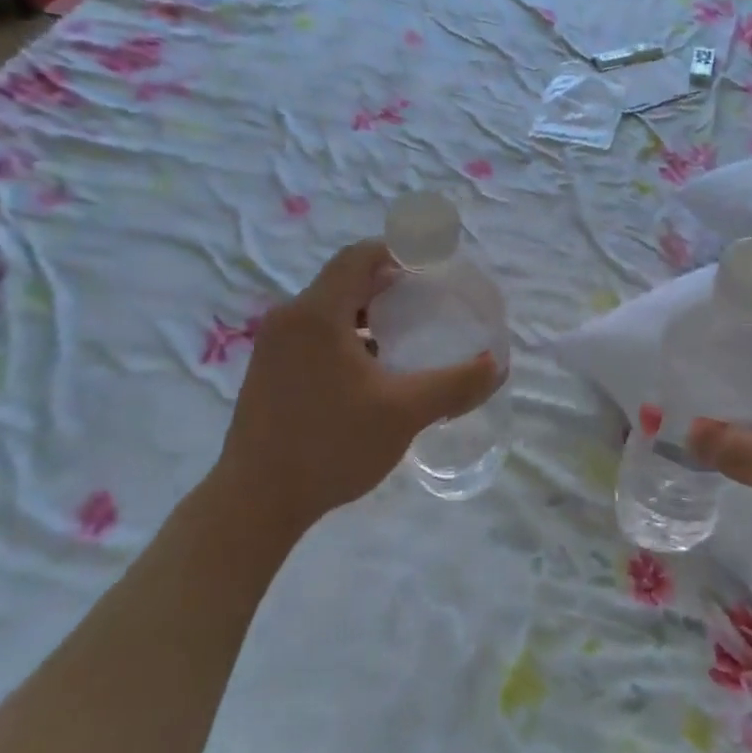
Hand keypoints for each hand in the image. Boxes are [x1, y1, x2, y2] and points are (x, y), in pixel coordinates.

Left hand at [213, 241, 500, 534]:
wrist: (256, 501)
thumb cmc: (331, 446)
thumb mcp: (404, 413)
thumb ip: (454, 384)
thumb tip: (495, 365)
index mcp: (317, 313)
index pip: (359, 256)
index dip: (398, 250)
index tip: (430, 264)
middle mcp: (289, 318)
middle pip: (343, 280)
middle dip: (386, 283)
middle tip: (425, 299)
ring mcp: (272, 345)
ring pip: (326, 310)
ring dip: (365, 312)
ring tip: (402, 334)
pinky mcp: (266, 370)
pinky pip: (311, 333)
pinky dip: (344, 335)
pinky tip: (368, 369)